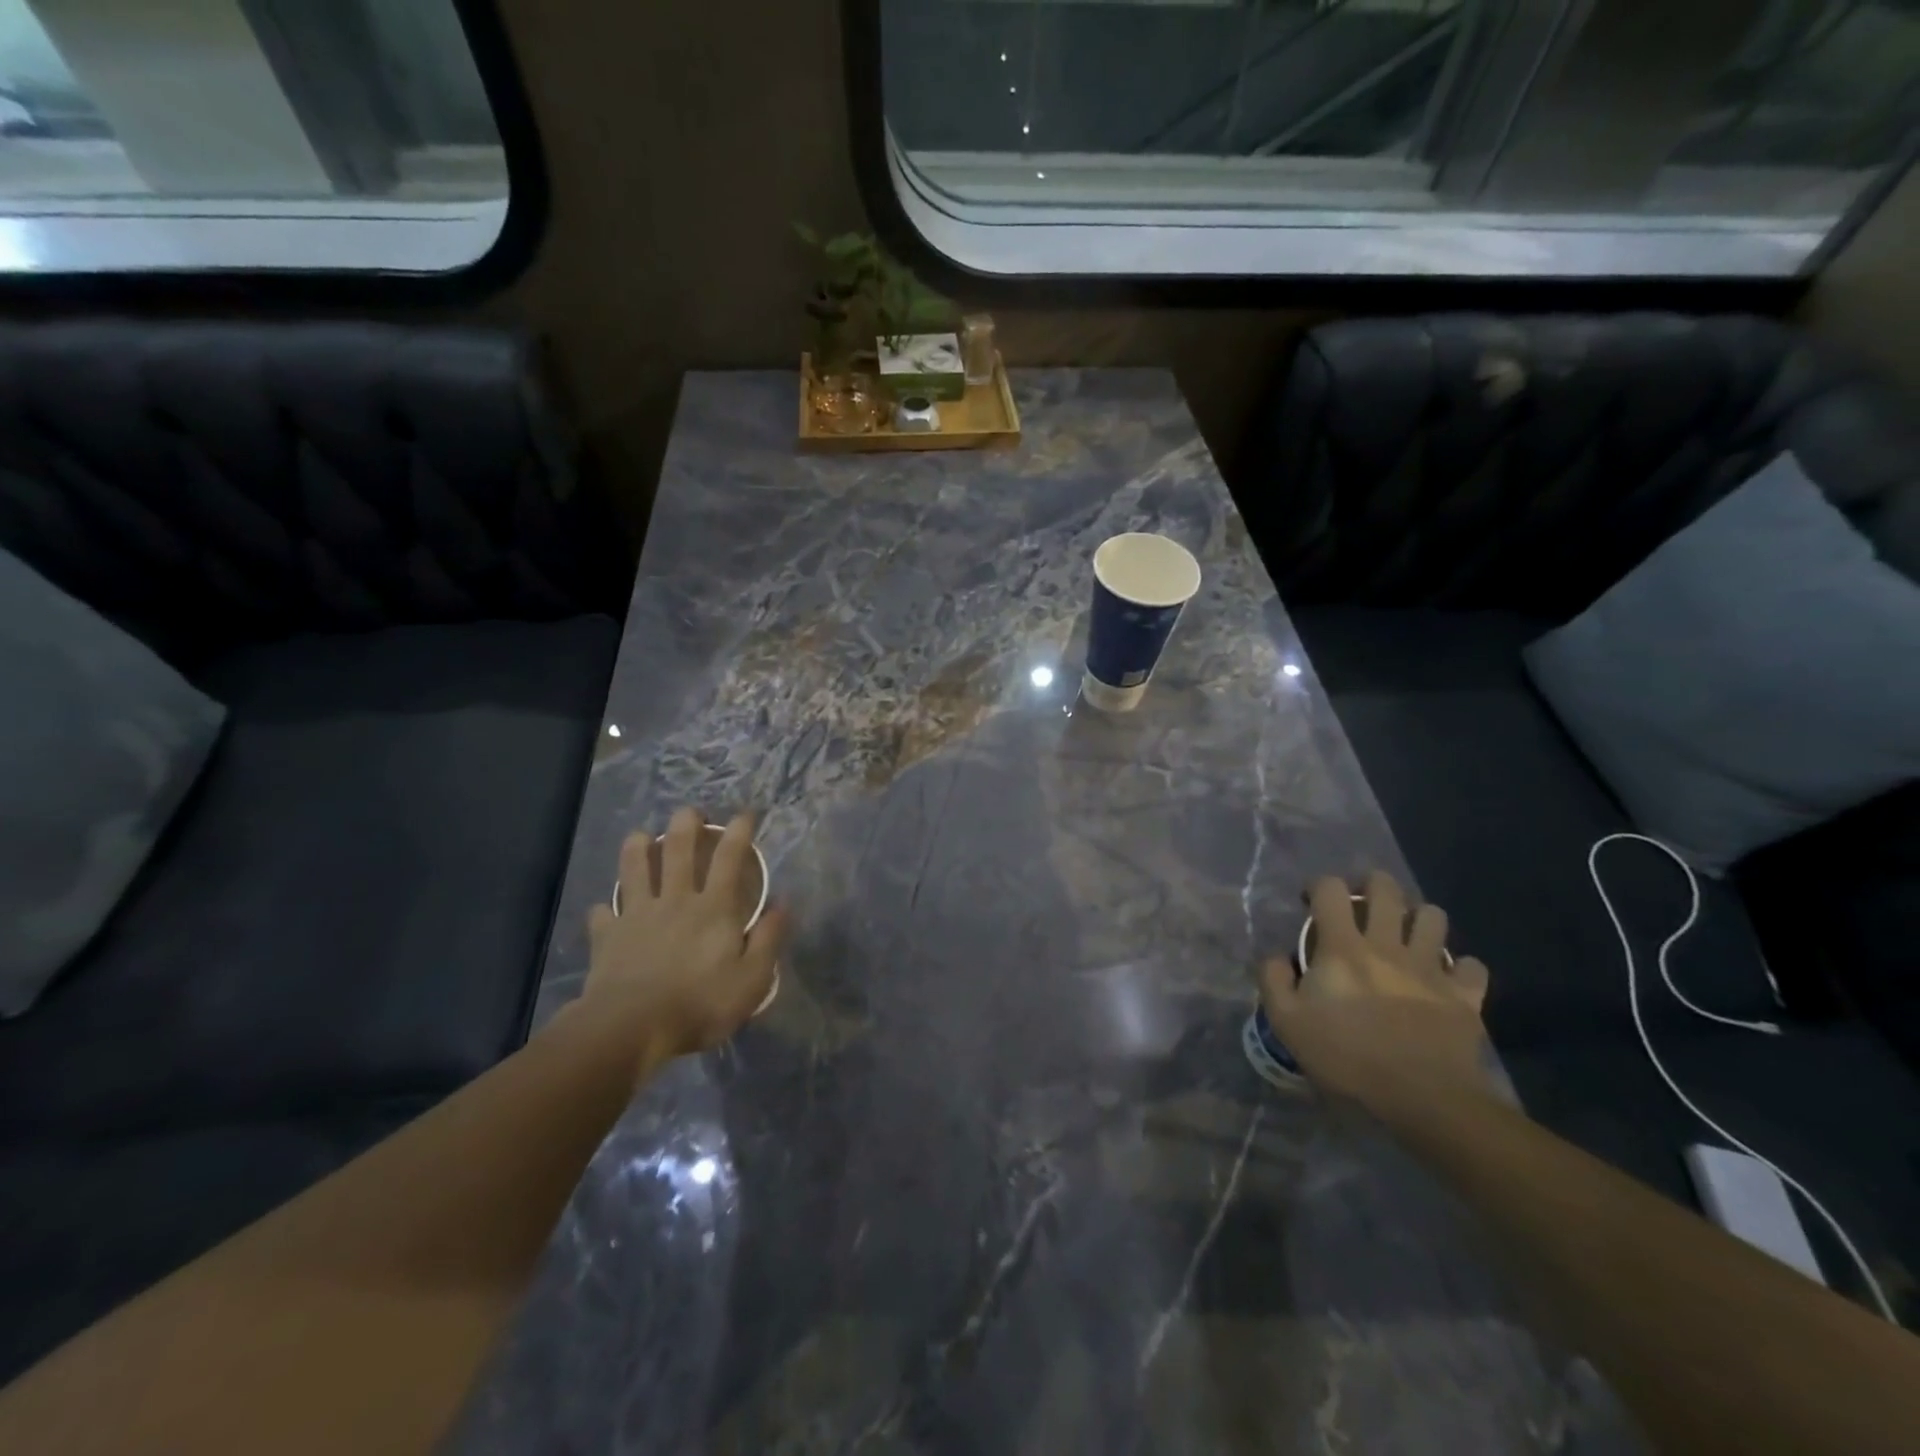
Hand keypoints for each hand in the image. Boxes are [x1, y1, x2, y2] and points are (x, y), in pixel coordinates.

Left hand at [583, 808, 786, 1065]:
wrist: (630, 1027)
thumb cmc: (700, 1003)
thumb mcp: (752, 978)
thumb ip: (768, 939)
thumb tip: (783, 903)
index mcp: (714, 908)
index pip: (730, 859)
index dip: (739, 832)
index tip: (744, 814)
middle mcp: (676, 901)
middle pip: (679, 852)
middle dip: (685, 825)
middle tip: (689, 811)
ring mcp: (638, 916)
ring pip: (635, 870)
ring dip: (638, 849)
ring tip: (640, 836)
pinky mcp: (608, 937)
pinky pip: (604, 915)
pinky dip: (605, 909)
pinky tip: (604, 909)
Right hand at [1259, 871, 1493, 1111]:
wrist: (1422, 1098)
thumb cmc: (1347, 1057)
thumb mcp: (1287, 1022)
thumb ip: (1273, 980)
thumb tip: (1277, 956)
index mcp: (1343, 947)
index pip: (1331, 889)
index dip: (1319, 886)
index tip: (1311, 904)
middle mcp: (1388, 945)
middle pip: (1387, 888)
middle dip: (1371, 885)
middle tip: (1361, 906)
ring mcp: (1431, 968)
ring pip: (1433, 917)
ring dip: (1418, 919)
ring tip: (1405, 937)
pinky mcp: (1465, 996)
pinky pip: (1471, 966)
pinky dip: (1460, 967)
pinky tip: (1445, 979)